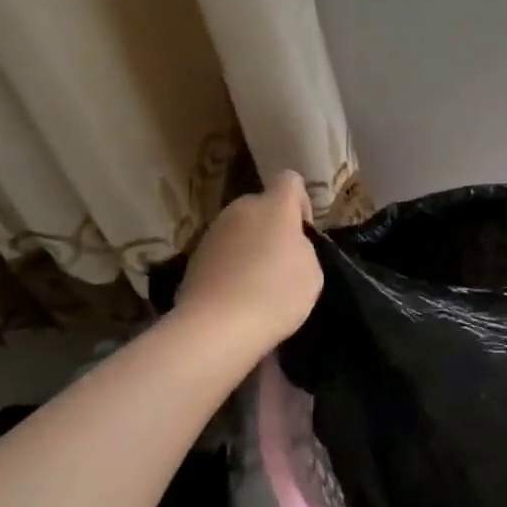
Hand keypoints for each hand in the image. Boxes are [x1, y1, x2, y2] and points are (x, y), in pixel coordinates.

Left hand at [177, 171, 323, 353]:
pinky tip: (237, 294)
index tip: (303, 232)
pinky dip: (231, 265)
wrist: (216, 327)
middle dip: (274, 227)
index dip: (301, 201)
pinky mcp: (194, 256)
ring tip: (258, 283)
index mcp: (274, 206)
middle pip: (262, 206)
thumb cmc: (275, 294)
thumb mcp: (311, 271)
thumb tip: (287, 245)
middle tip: (283, 262)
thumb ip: (302, 247)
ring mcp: (213, 231)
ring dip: (251, 246)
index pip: (290, 180)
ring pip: (240, 229)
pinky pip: (223, 252)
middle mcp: (241, 209)